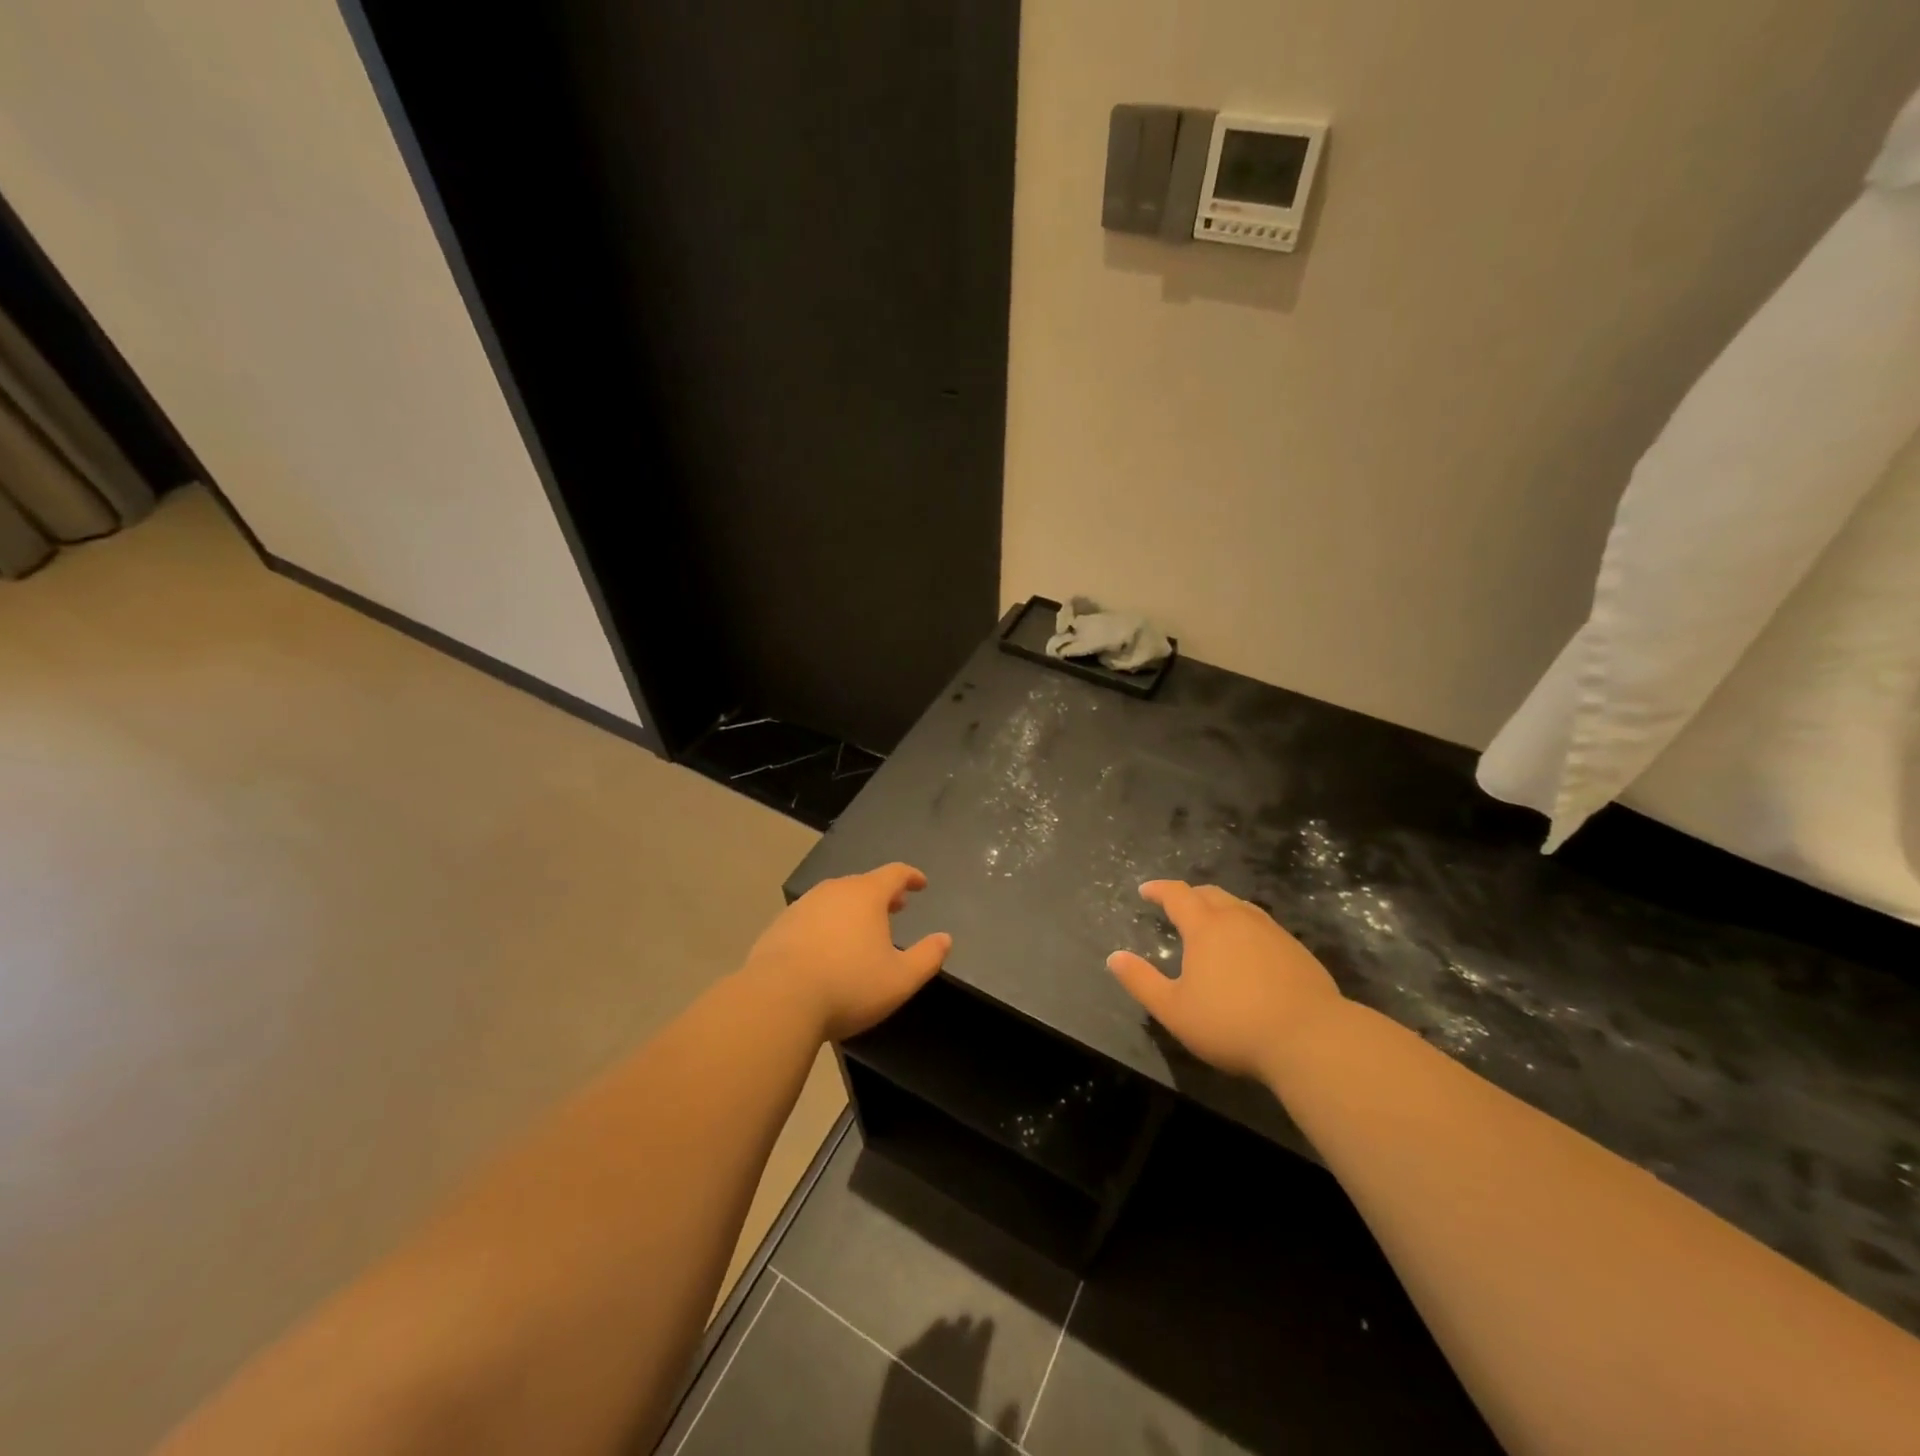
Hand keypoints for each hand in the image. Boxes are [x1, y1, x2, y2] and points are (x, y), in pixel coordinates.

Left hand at [743, 863, 951, 1040]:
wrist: (777, 1000)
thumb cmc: (848, 986)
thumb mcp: (900, 979)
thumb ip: (927, 957)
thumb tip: (945, 939)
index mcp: (866, 895)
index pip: (895, 873)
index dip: (911, 877)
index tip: (921, 884)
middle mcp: (833, 891)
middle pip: (863, 884)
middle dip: (882, 894)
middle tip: (896, 907)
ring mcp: (802, 906)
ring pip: (835, 899)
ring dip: (852, 909)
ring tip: (861, 929)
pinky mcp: (779, 926)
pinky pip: (811, 917)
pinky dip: (826, 924)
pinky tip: (825, 948)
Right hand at [1108, 880, 1344, 1078]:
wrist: (1311, 1039)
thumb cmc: (1232, 1024)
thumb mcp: (1174, 1010)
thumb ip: (1141, 981)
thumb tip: (1114, 957)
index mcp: (1206, 927)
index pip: (1177, 895)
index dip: (1159, 890)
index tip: (1145, 891)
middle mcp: (1238, 919)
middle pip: (1210, 894)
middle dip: (1189, 896)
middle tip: (1176, 907)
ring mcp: (1272, 932)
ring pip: (1239, 906)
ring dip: (1219, 908)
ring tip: (1211, 924)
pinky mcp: (1297, 950)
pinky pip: (1262, 925)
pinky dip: (1245, 926)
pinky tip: (1247, 950)